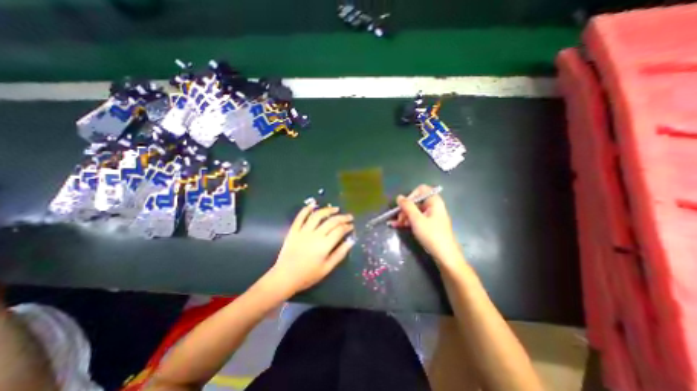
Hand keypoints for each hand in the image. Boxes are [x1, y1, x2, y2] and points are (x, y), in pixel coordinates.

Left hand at [271, 204, 353, 292]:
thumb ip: (340, 254)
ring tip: (335, 209)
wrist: (285, 277)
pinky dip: (306, 209)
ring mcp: (303, 231)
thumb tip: (351, 241)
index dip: (347, 227)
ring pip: (317, 216)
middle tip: (349, 216)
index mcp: (324, 245)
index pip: (339, 231)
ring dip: (327, 210)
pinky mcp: (294, 231)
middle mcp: (315, 235)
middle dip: (342, 217)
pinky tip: (313, 205)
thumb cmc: (308, 275)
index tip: (352, 226)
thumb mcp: (327, 268)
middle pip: (331, 221)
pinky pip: (300, 217)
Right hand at [391, 184, 461, 267]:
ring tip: (395, 224)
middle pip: (416, 202)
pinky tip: (397, 226)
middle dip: (405, 209)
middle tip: (398, 218)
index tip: (404, 205)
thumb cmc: (431, 235)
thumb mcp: (417, 220)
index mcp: (434, 202)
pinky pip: (416, 219)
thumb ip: (407, 207)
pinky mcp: (428, 225)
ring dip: (404, 216)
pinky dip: (408, 222)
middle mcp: (433, 207)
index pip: (421, 190)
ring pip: (414, 211)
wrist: (444, 255)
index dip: (411, 195)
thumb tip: (399, 197)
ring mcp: (431, 216)